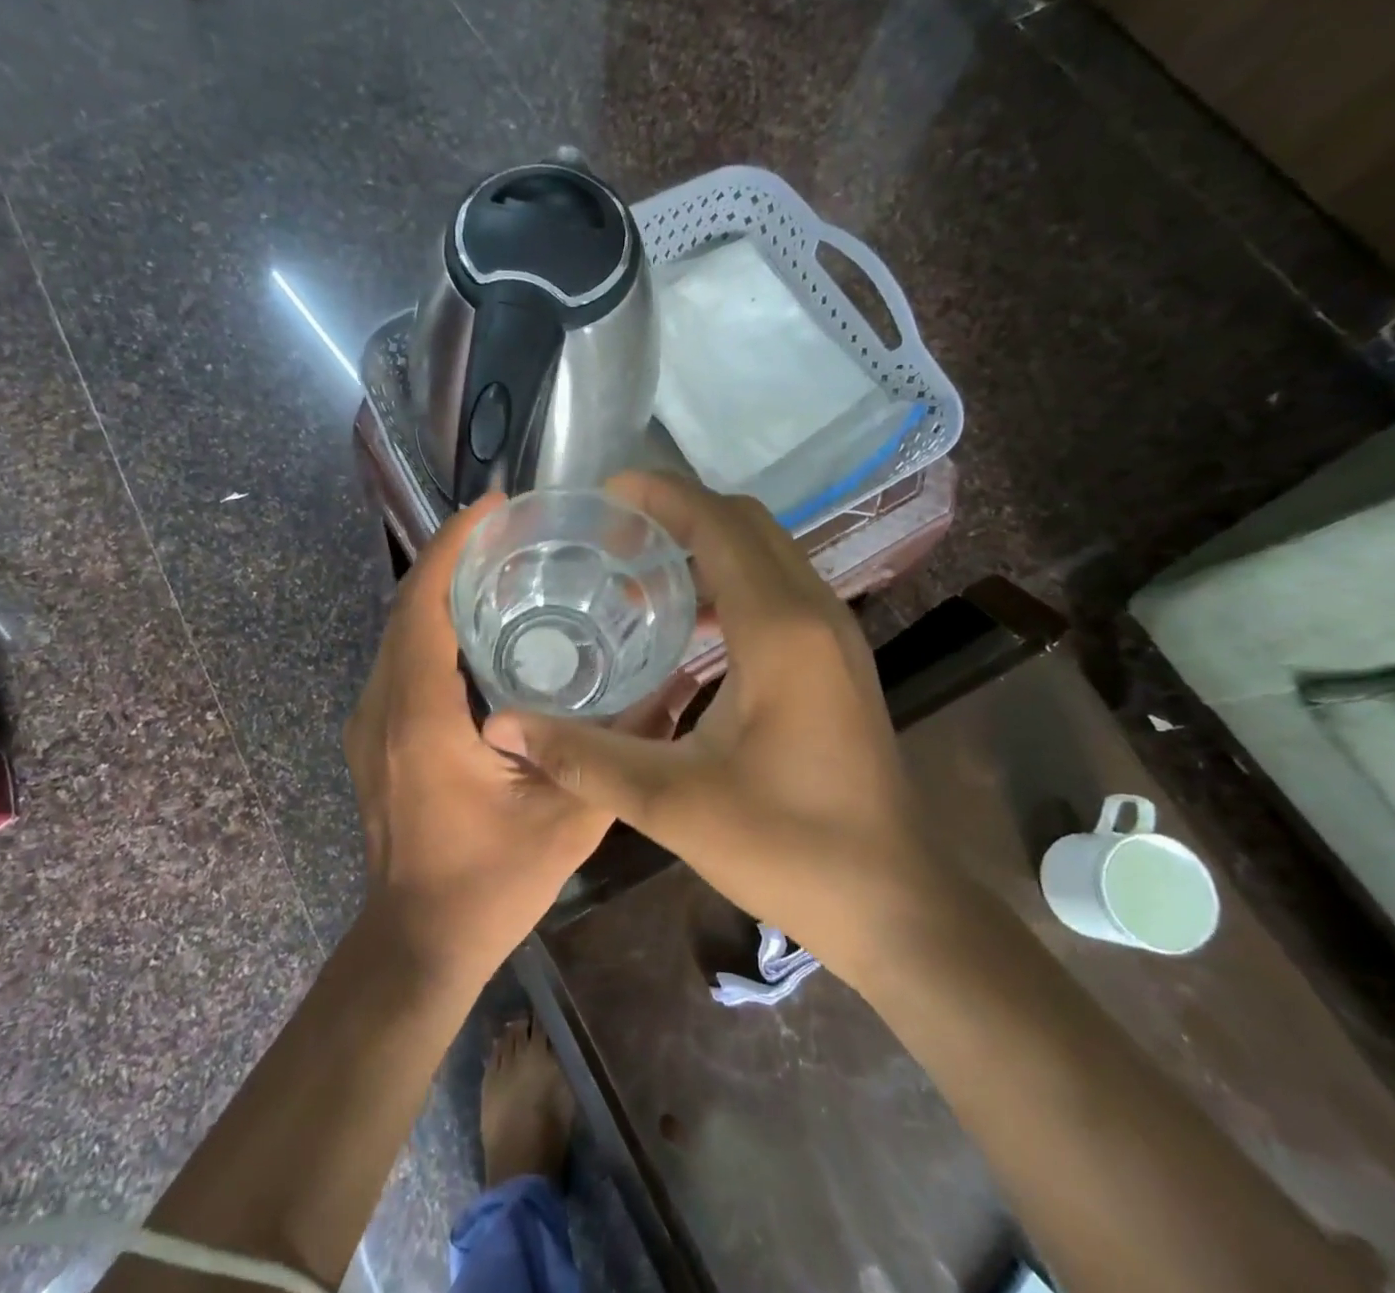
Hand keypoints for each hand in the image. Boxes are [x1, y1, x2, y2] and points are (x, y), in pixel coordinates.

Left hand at [344, 495, 614, 983]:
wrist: (418, 943)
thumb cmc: (489, 883)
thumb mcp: (570, 821)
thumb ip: (622, 753)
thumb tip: (674, 688)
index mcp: (421, 714)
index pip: (423, 602)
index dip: (453, 544)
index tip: (494, 506)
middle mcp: (382, 705)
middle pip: (407, 606)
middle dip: (451, 557)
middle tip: (511, 533)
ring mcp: (369, 722)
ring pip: (399, 632)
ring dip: (440, 591)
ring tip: (500, 568)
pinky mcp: (373, 737)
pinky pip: (400, 661)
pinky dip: (432, 628)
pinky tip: (479, 632)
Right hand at [482, 473, 952, 976]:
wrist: (892, 900)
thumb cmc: (787, 846)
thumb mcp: (671, 802)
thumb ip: (582, 756)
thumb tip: (502, 724)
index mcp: (779, 629)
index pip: (718, 524)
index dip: (662, 495)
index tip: (606, 493)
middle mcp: (814, 613)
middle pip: (746, 523)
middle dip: (679, 513)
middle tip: (612, 537)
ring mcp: (834, 634)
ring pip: (767, 552)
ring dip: (705, 546)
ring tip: (638, 577)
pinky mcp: (837, 659)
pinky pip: (779, 587)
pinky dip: (731, 580)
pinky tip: (689, 626)